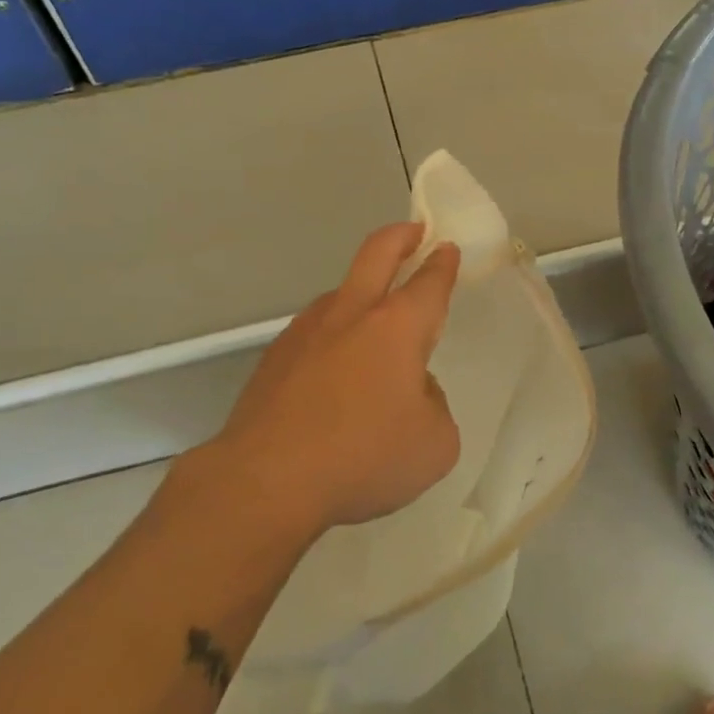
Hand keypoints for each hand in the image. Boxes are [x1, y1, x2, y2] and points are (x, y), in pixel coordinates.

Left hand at [200, 223, 461, 541]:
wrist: (266, 480)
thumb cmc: (362, 458)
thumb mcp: (434, 444)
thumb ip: (434, 405)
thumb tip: (412, 389)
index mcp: (397, 327)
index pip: (429, 282)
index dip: (443, 263)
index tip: (447, 249)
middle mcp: (351, 314)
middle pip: (377, 253)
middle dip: (401, 236)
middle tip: (414, 232)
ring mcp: (306, 331)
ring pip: (341, 292)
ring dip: (363, 291)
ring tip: (375, 325)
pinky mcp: (276, 356)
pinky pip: (315, 332)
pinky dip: (334, 335)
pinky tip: (334, 374)